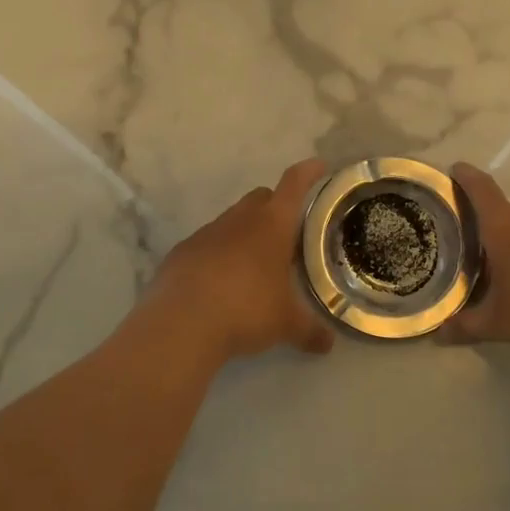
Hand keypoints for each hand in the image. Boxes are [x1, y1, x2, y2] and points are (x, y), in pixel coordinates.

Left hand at [143, 158, 335, 362]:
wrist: (181, 324)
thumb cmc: (246, 311)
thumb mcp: (285, 324)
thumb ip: (309, 331)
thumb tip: (329, 345)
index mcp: (272, 225)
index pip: (294, 185)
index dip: (308, 173)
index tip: (318, 165)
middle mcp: (240, 220)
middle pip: (261, 197)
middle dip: (275, 206)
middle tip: (286, 232)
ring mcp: (207, 233)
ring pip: (232, 220)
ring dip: (245, 233)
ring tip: (254, 264)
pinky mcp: (181, 252)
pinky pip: (207, 244)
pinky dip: (218, 254)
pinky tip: (220, 282)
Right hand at [441, 163, 509, 357]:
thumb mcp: (496, 323)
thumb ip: (464, 325)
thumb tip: (438, 333)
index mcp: (504, 225)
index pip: (480, 188)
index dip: (465, 176)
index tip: (453, 170)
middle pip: (500, 208)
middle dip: (481, 220)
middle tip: (462, 239)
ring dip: (507, 238)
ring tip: (492, 263)